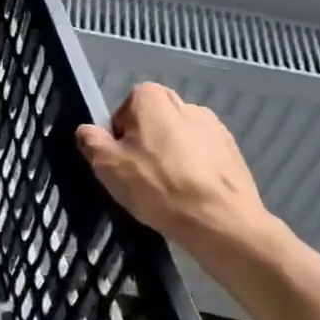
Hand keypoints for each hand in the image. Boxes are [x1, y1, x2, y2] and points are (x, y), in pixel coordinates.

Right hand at [76, 84, 291, 273]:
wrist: (221, 221)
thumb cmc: (158, 187)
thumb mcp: (108, 166)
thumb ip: (91, 142)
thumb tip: (86, 131)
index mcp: (153, 98)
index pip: (123, 110)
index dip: (118, 136)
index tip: (120, 162)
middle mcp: (185, 103)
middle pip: (152, 123)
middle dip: (145, 145)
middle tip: (140, 177)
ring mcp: (214, 127)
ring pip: (178, 140)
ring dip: (171, 158)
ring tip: (168, 191)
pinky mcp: (233, 151)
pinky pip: (202, 156)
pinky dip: (194, 171)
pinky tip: (191, 196)